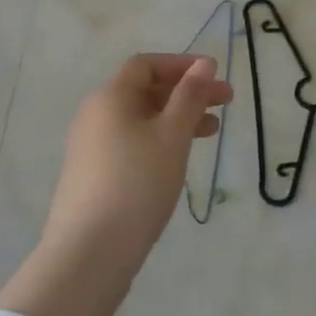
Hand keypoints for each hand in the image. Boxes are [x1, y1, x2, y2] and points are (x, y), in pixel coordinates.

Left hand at [0, 54, 231, 315]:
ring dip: (176, 118)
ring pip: (140, 119)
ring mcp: (90, 147)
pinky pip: (131, 142)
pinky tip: (178, 159)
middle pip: (144, 91)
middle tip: (225, 104)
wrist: (90, 252)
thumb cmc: (137, 184)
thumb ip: (190, 96)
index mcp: (110, 98)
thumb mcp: (171, 136)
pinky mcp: (92, 174)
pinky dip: (159, 140)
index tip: (214, 77)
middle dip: (186, 93)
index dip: (181, 65)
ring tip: (211, 132)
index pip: (146, 65)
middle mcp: (95, 115)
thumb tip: (203, 63)